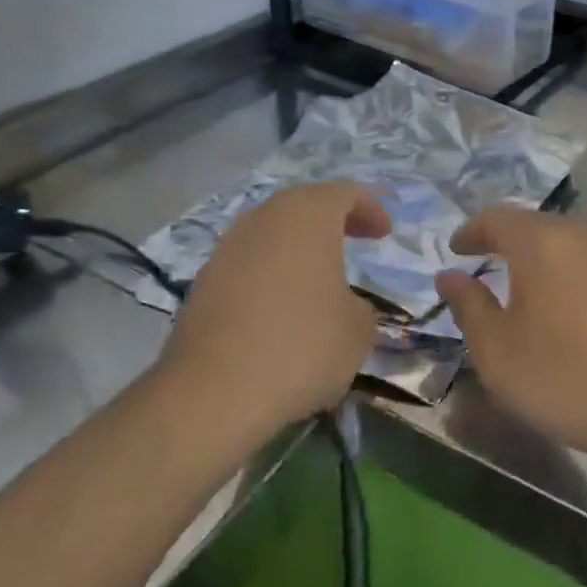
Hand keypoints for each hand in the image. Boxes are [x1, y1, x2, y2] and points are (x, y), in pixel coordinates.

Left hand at [161, 182, 388, 432]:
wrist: (213, 393)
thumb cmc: (302, 345)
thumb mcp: (358, 328)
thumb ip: (359, 306)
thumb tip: (342, 307)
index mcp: (306, 216)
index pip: (344, 193)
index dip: (369, 208)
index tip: (384, 234)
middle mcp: (263, 220)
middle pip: (303, 206)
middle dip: (332, 222)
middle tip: (356, 241)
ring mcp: (226, 251)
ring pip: (271, 235)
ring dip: (298, 250)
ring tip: (319, 279)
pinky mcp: (202, 285)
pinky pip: (248, 267)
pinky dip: (271, 276)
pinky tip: (282, 311)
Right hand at [435, 208, 586, 470]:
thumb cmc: (561, 376)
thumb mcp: (496, 349)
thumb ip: (468, 304)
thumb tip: (448, 274)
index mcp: (539, 241)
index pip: (495, 217)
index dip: (470, 232)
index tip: (454, 251)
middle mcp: (576, 233)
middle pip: (529, 222)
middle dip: (500, 237)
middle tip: (479, 260)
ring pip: (558, 236)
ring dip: (531, 250)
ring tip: (513, 278)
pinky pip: (580, 255)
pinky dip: (557, 264)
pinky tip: (553, 295)